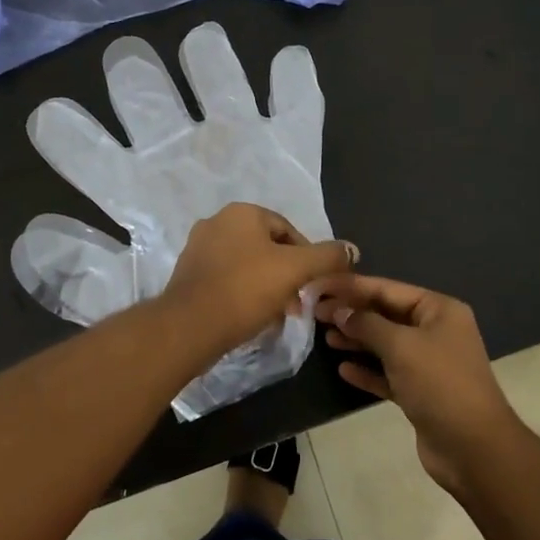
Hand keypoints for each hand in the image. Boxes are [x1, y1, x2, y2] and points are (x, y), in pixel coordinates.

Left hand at [165, 203, 356, 356]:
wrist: (190, 326)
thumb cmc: (245, 290)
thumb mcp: (295, 270)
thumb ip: (326, 257)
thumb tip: (351, 250)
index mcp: (241, 212)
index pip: (288, 230)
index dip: (308, 258)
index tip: (315, 286)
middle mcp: (217, 222)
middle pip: (268, 248)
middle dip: (287, 275)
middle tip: (299, 303)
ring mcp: (198, 249)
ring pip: (248, 265)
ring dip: (268, 287)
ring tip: (279, 315)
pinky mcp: (188, 275)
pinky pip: (227, 280)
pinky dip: (244, 294)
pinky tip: (253, 318)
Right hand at [317, 275, 523, 492]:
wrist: (473, 448)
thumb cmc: (440, 384)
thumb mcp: (401, 346)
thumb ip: (366, 324)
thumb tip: (339, 311)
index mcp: (439, 310)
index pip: (387, 288)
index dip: (351, 286)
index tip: (317, 286)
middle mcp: (435, 331)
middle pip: (385, 314)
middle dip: (351, 313)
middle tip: (314, 313)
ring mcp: (428, 363)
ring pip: (385, 344)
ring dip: (356, 340)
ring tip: (325, 337)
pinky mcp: (420, 392)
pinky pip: (388, 373)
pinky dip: (367, 370)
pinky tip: (343, 369)